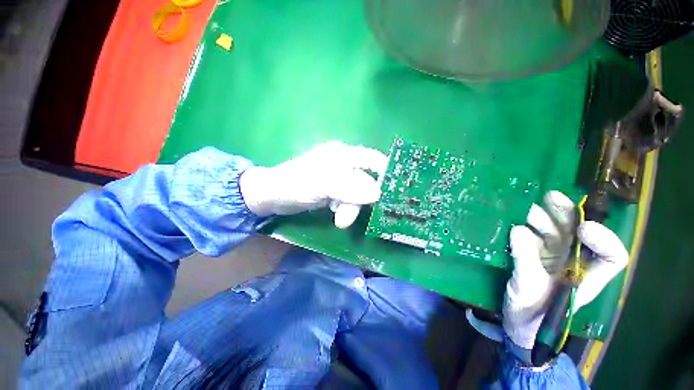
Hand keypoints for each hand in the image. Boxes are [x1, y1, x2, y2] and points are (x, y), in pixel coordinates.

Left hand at [240, 141, 387, 227]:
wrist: (273, 196)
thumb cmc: (295, 185)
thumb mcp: (321, 184)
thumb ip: (349, 187)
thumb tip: (378, 193)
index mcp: (343, 154)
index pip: (374, 159)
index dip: (385, 174)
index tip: (389, 195)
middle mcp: (344, 162)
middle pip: (367, 179)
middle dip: (361, 199)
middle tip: (347, 216)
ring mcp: (338, 176)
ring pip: (358, 191)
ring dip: (351, 207)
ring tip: (338, 218)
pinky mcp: (334, 188)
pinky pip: (349, 197)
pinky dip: (345, 207)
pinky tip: (334, 210)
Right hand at [503, 191, 628, 348]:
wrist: (516, 323)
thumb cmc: (531, 316)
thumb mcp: (528, 291)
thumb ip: (526, 262)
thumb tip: (519, 230)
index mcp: (586, 276)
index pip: (611, 256)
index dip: (604, 239)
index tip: (582, 228)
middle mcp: (573, 262)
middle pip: (578, 233)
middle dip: (568, 214)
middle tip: (550, 197)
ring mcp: (551, 257)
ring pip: (553, 230)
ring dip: (541, 215)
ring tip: (524, 205)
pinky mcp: (531, 254)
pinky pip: (530, 235)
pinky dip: (523, 224)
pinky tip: (512, 218)